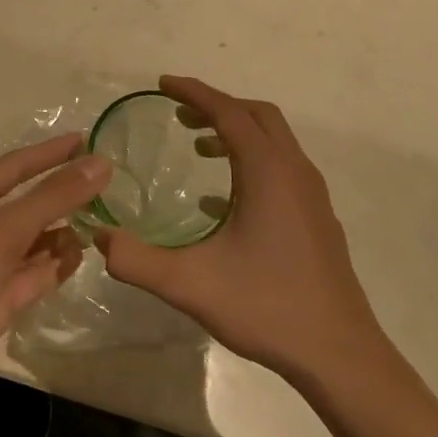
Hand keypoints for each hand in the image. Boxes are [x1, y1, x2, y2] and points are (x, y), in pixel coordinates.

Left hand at [0, 135, 106, 418]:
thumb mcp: (5, 232)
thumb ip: (54, 197)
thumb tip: (101, 163)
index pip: (18, 165)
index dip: (52, 152)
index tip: (88, 140)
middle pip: (30, 201)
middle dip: (65, 194)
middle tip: (109, 185)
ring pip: (37, 238)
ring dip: (66, 230)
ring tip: (105, 222)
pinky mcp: (0, 298)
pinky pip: (37, 272)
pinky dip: (58, 264)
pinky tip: (83, 257)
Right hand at [93, 77, 381, 386]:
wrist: (338, 353)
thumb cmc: (266, 307)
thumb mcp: (190, 285)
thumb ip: (137, 260)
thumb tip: (99, 237)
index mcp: (268, 172)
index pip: (228, 113)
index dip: (194, 93)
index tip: (163, 83)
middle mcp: (295, 171)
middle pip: (257, 116)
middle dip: (217, 106)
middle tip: (179, 114)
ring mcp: (312, 195)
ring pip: (275, 142)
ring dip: (237, 133)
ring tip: (199, 148)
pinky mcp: (317, 218)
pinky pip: (282, 169)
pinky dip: (251, 163)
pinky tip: (222, 201)